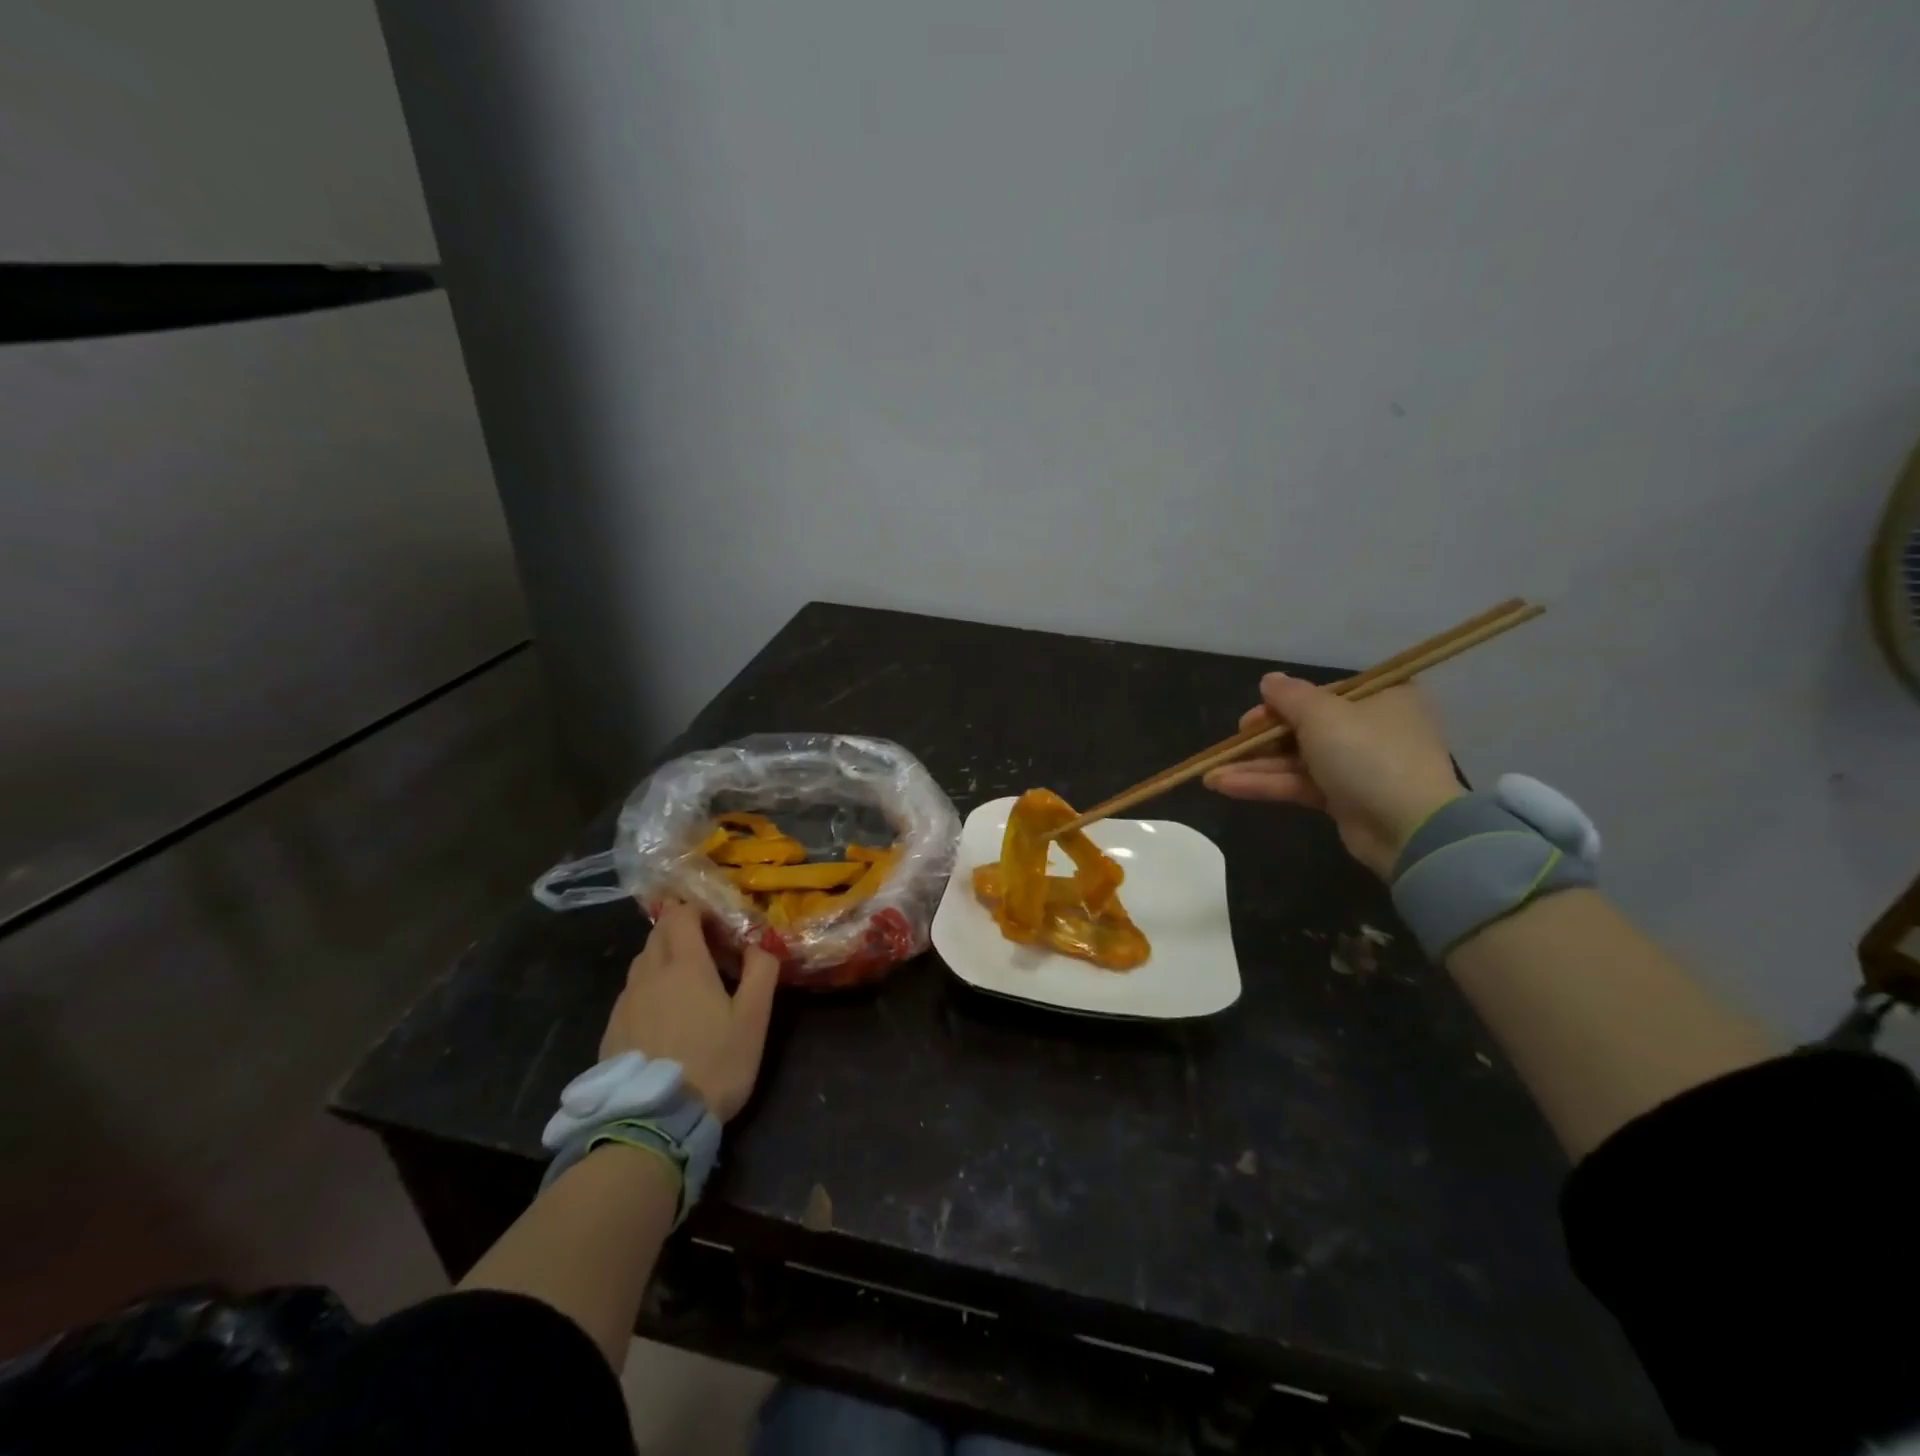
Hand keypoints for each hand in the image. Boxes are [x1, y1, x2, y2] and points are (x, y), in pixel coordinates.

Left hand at [599, 899, 778, 1120]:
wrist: (655, 1121)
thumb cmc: (714, 1062)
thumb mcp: (753, 1018)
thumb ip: (761, 972)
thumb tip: (761, 942)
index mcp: (685, 965)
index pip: (681, 915)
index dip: (697, 909)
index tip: (718, 921)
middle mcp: (649, 974)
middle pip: (659, 933)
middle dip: (680, 927)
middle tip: (706, 945)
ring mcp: (625, 1002)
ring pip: (642, 961)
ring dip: (663, 955)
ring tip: (686, 978)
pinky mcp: (612, 1029)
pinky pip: (631, 991)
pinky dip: (648, 986)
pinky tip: (663, 1012)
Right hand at [1204, 674, 1462, 877]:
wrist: (1410, 828)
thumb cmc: (1368, 754)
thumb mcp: (1323, 714)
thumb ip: (1290, 696)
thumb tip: (1269, 680)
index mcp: (1380, 697)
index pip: (1322, 694)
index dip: (1283, 704)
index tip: (1253, 717)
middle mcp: (1371, 728)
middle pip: (1304, 727)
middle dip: (1261, 739)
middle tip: (1232, 743)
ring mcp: (1357, 766)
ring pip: (1296, 759)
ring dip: (1254, 766)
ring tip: (1209, 774)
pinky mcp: (1344, 800)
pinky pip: (1299, 784)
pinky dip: (1265, 785)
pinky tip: (1225, 786)